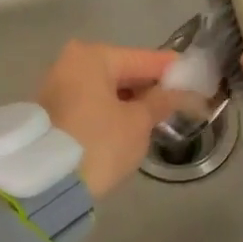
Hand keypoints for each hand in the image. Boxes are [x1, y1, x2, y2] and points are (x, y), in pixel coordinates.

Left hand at [36, 41, 178, 198]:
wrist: (44, 185)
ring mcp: (57, 86)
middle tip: (181, 100)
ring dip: (130, 99)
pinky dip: (111, 109)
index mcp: (93, 56)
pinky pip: (91, 101)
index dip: (174, 70)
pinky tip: (130, 123)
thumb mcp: (137, 123)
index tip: (198, 77)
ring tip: (159, 115)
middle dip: (150, 86)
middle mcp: (71, 62)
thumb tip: (182, 91)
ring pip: (106, 87)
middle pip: (123, 70)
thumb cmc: (98, 144)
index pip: (145, 58)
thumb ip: (162, 101)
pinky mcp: (51, 110)